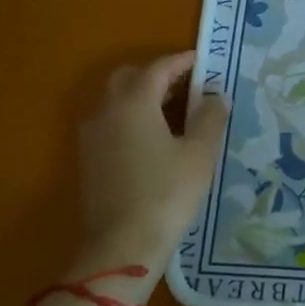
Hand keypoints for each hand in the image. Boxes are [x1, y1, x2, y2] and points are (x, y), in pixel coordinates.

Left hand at [74, 52, 226, 284]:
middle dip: (157, 74)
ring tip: (174, 110)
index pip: (158, 68)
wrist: (122, 245)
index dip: (182, 61)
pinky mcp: (88, 157)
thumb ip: (210, 118)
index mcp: (134, 102)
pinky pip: (110, 120)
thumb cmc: (166, 193)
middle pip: (129, 77)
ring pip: (115, 99)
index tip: (203, 60)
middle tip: (187, 85)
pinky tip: (154, 136)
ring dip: (142, 95)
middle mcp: (107, 110)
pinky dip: (131, 115)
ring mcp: (92, 134)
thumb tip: (216, 96)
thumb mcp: (200, 154)